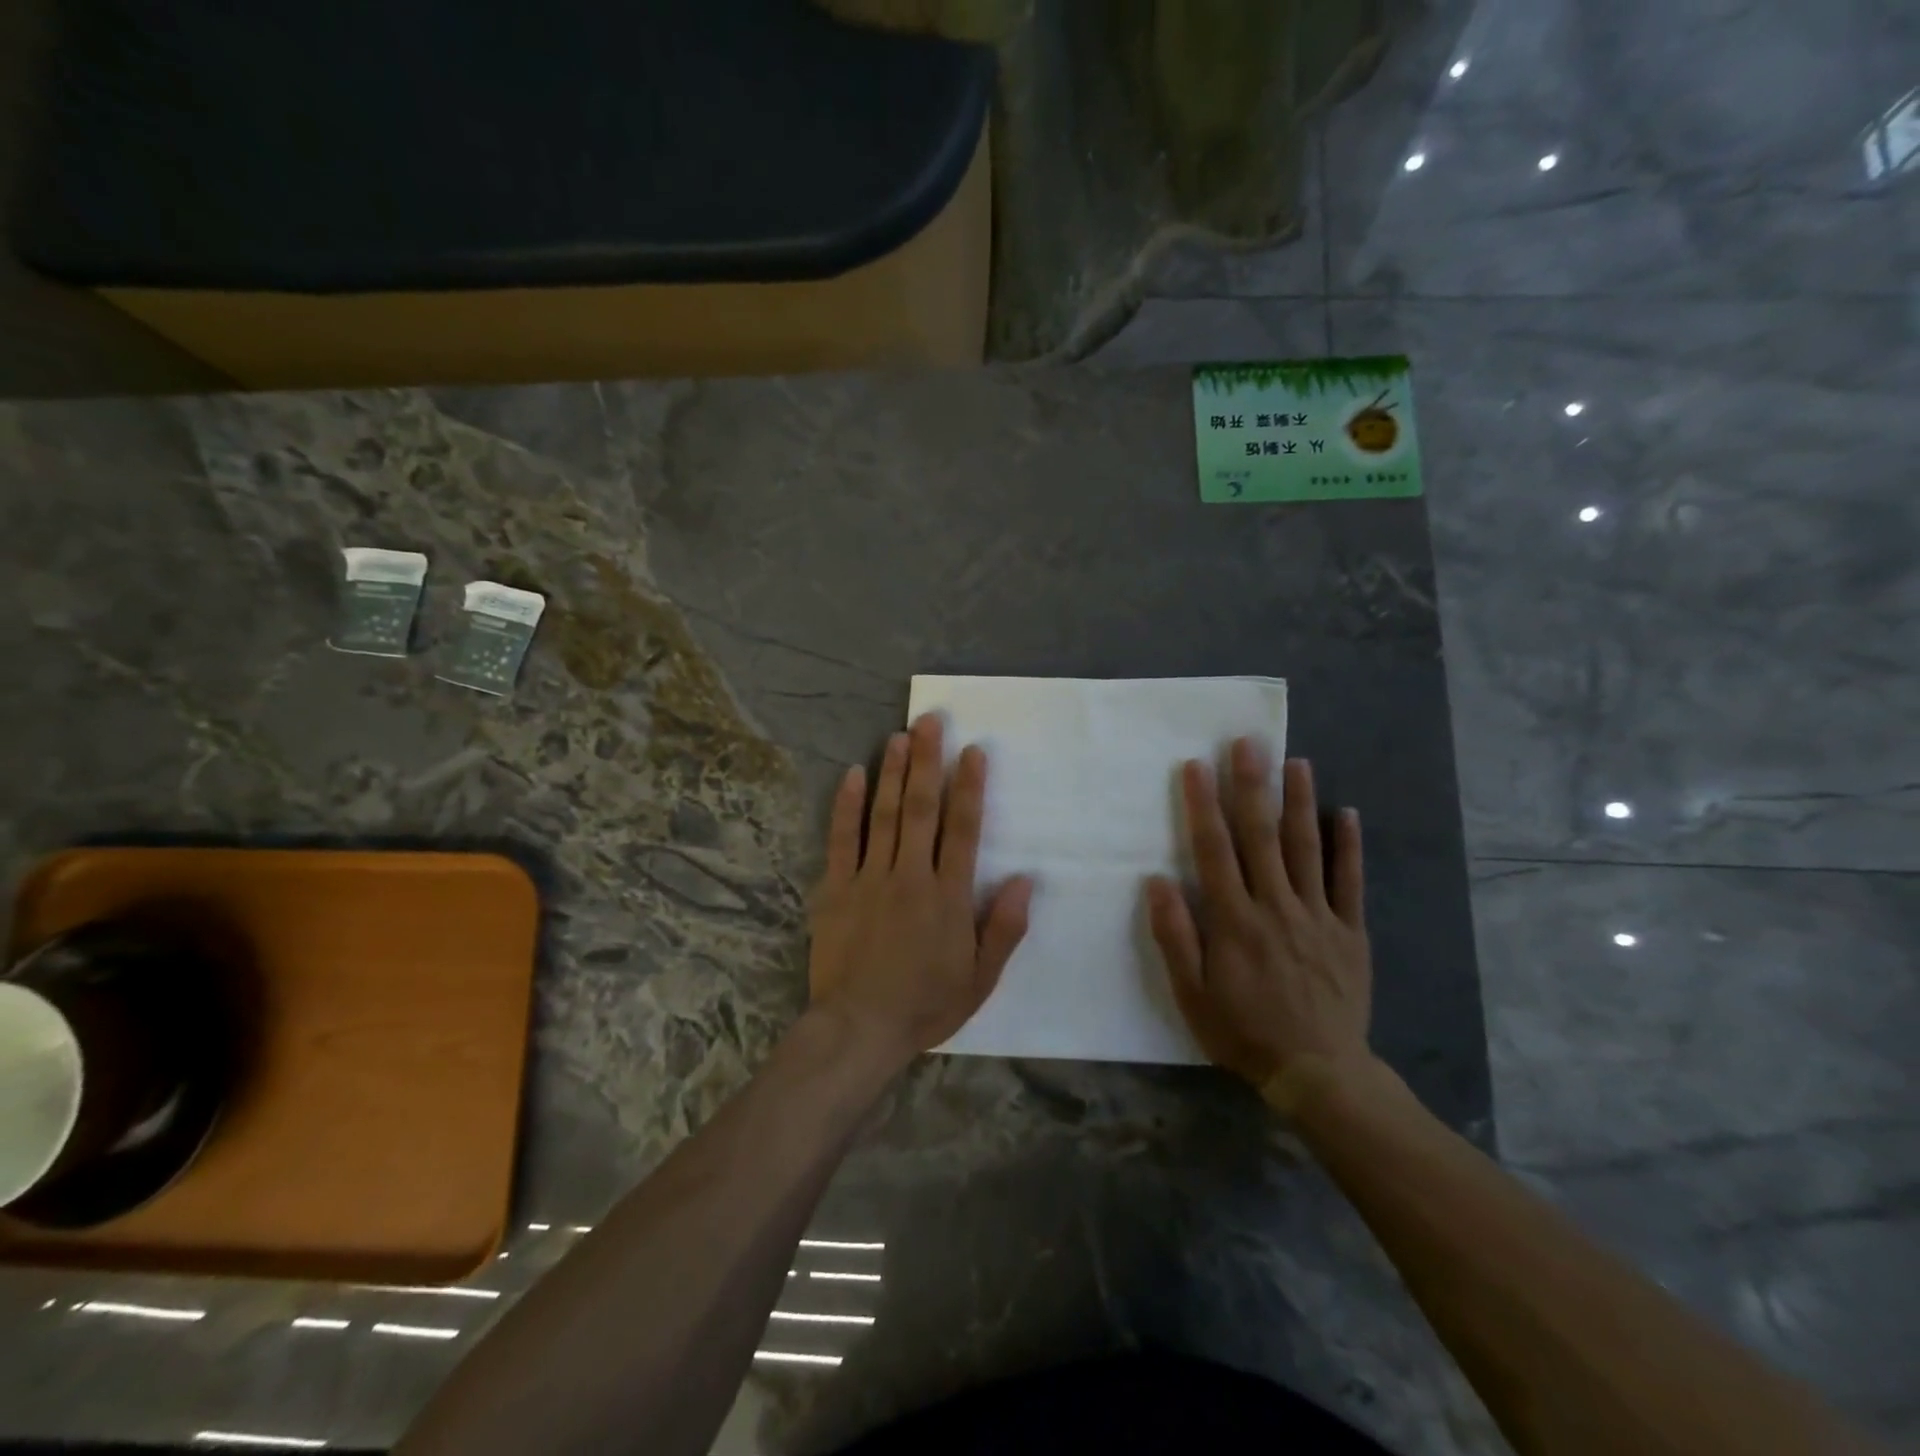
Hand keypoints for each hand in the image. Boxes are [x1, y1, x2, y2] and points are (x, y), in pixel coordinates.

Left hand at [809, 715, 1033, 1069]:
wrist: (859, 1029)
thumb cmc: (925, 1004)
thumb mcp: (981, 978)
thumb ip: (1004, 927)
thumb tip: (1026, 879)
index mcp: (949, 895)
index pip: (964, 829)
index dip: (970, 787)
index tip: (973, 751)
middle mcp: (911, 875)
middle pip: (921, 808)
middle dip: (927, 762)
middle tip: (930, 721)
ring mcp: (870, 878)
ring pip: (884, 815)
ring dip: (892, 772)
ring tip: (898, 735)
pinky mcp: (836, 888)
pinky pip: (842, 840)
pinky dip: (847, 806)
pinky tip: (853, 775)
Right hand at [1146, 742, 1372, 1101]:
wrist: (1318, 1073)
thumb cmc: (1243, 1031)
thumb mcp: (1192, 994)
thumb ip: (1175, 936)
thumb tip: (1158, 881)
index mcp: (1235, 920)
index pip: (1214, 850)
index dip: (1203, 805)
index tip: (1197, 766)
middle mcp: (1276, 906)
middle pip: (1262, 837)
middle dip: (1252, 786)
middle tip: (1249, 743)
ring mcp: (1318, 916)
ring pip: (1307, 849)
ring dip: (1300, 802)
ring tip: (1296, 761)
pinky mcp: (1349, 931)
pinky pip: (1350, 882)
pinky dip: (1349, 846)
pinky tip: (1346, 813)